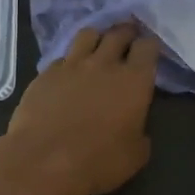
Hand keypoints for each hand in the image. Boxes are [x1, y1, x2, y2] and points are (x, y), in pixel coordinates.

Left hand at [0, 23, 159, 194]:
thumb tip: (134, 126)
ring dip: (97, 37)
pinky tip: (69, 71)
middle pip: (118, 33)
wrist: (44, 161)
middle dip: (126, 32)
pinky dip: (70, 60)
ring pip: (87, 34)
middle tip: (128, 37)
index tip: (150, 51)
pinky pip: (62, 57)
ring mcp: (72, 65)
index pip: (147, 47)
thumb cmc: (98, 161)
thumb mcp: (135, 154)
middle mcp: (104, 64)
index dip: (149, 46)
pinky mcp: (45, 74)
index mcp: (134, 80)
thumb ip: (139, 132)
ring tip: (98, 45)